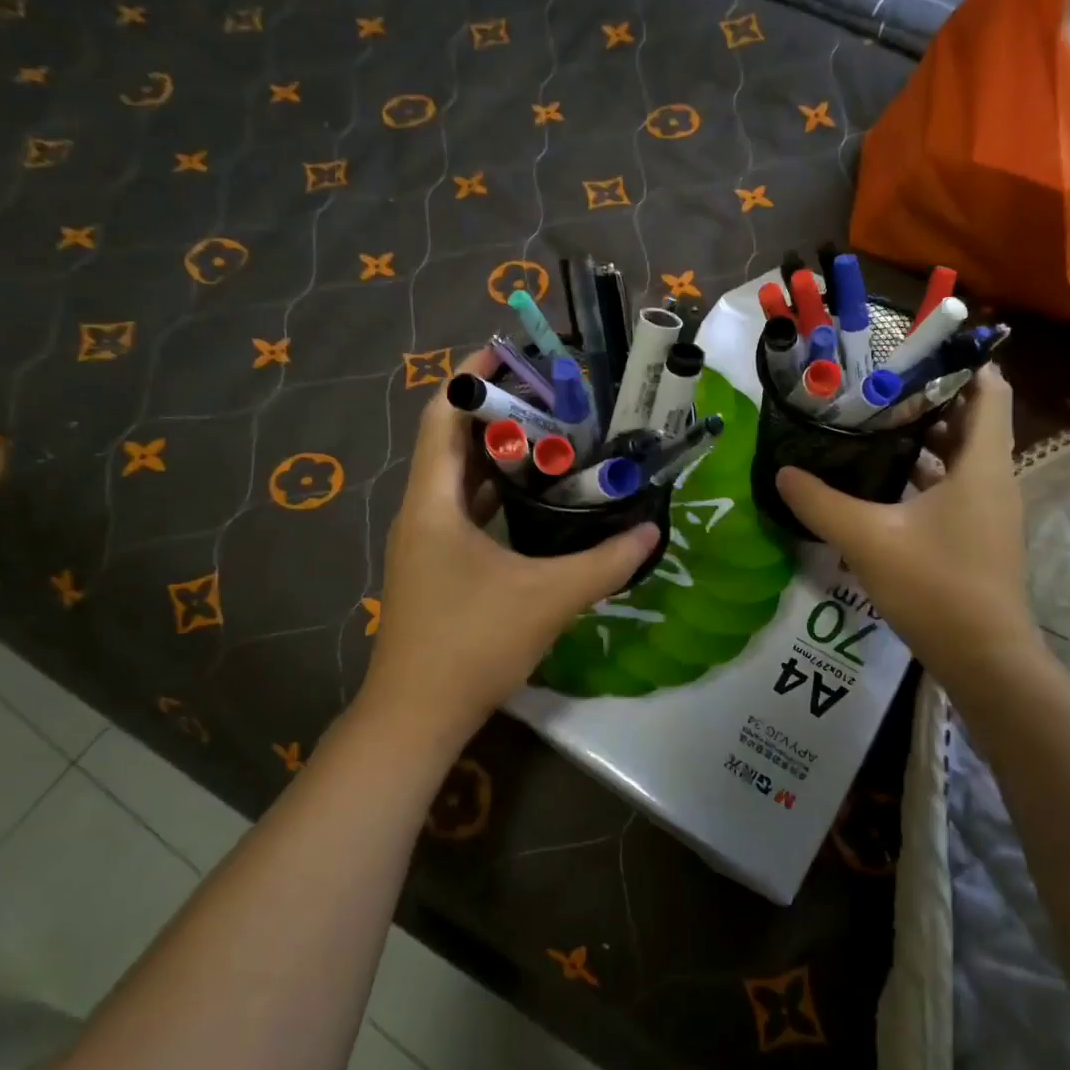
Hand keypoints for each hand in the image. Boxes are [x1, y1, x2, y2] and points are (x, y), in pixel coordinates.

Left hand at [360, 348, 659, 735]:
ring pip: (460, 478)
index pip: (444, 414)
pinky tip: (539, 499)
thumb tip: (652, 531)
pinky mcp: (437, 566)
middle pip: (453, 440)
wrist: (416, 716)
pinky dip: (498, 493)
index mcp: (435, 501)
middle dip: (498, 411)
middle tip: (553, 394)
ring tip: (554, 436)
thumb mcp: (548, 598)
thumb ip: (605, 562)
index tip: (515, 353)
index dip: (474, 377)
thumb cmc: (472, 644)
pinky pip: (466, 510)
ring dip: (500, 454)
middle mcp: (423, 511)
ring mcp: (426, 541)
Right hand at [776, 366, 1039, 671]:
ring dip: (925, 438)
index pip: (990, 391)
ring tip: (873, 425)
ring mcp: (989, 510)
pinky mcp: (978, 535)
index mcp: (982, 465)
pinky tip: (882, 482)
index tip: (913, 352)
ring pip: (962, 457)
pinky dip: (925, 474)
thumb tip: (783, 472)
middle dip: (929, 399)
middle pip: (972, 420)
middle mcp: (994, 479)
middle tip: (876, 387)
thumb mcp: (867, 539)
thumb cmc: (935, 586)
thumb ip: (821, 502)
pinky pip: (955, 487)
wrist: (984, 659)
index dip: (960, 364)